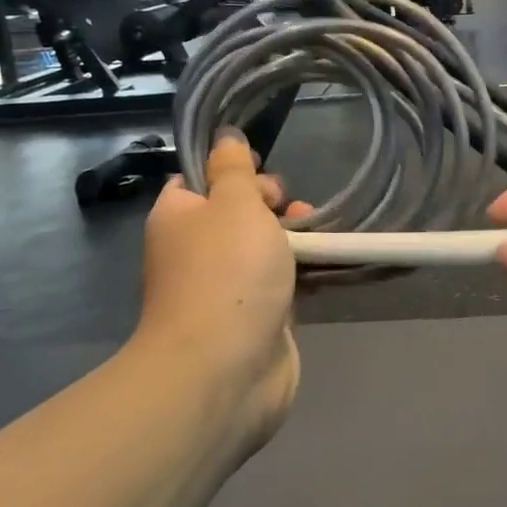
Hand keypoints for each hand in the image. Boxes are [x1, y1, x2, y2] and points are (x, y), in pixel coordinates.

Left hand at [135, 133, 310, 454]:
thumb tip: (224, 136)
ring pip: (263, 249)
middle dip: (272, 204)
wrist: (225, 370)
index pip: (198, 180)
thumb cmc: (226, 273)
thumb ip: (234, 168)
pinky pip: (280, 284)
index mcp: (178, 217)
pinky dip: (302, 274)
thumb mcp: (234, 203)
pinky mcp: (254, 319)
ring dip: (294, 239)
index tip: (261, 171)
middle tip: (292, 209)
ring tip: (320, 237)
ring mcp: (225, 288)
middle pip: (237, 212)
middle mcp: (195, 250)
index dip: (232, 170)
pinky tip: (328, 266)